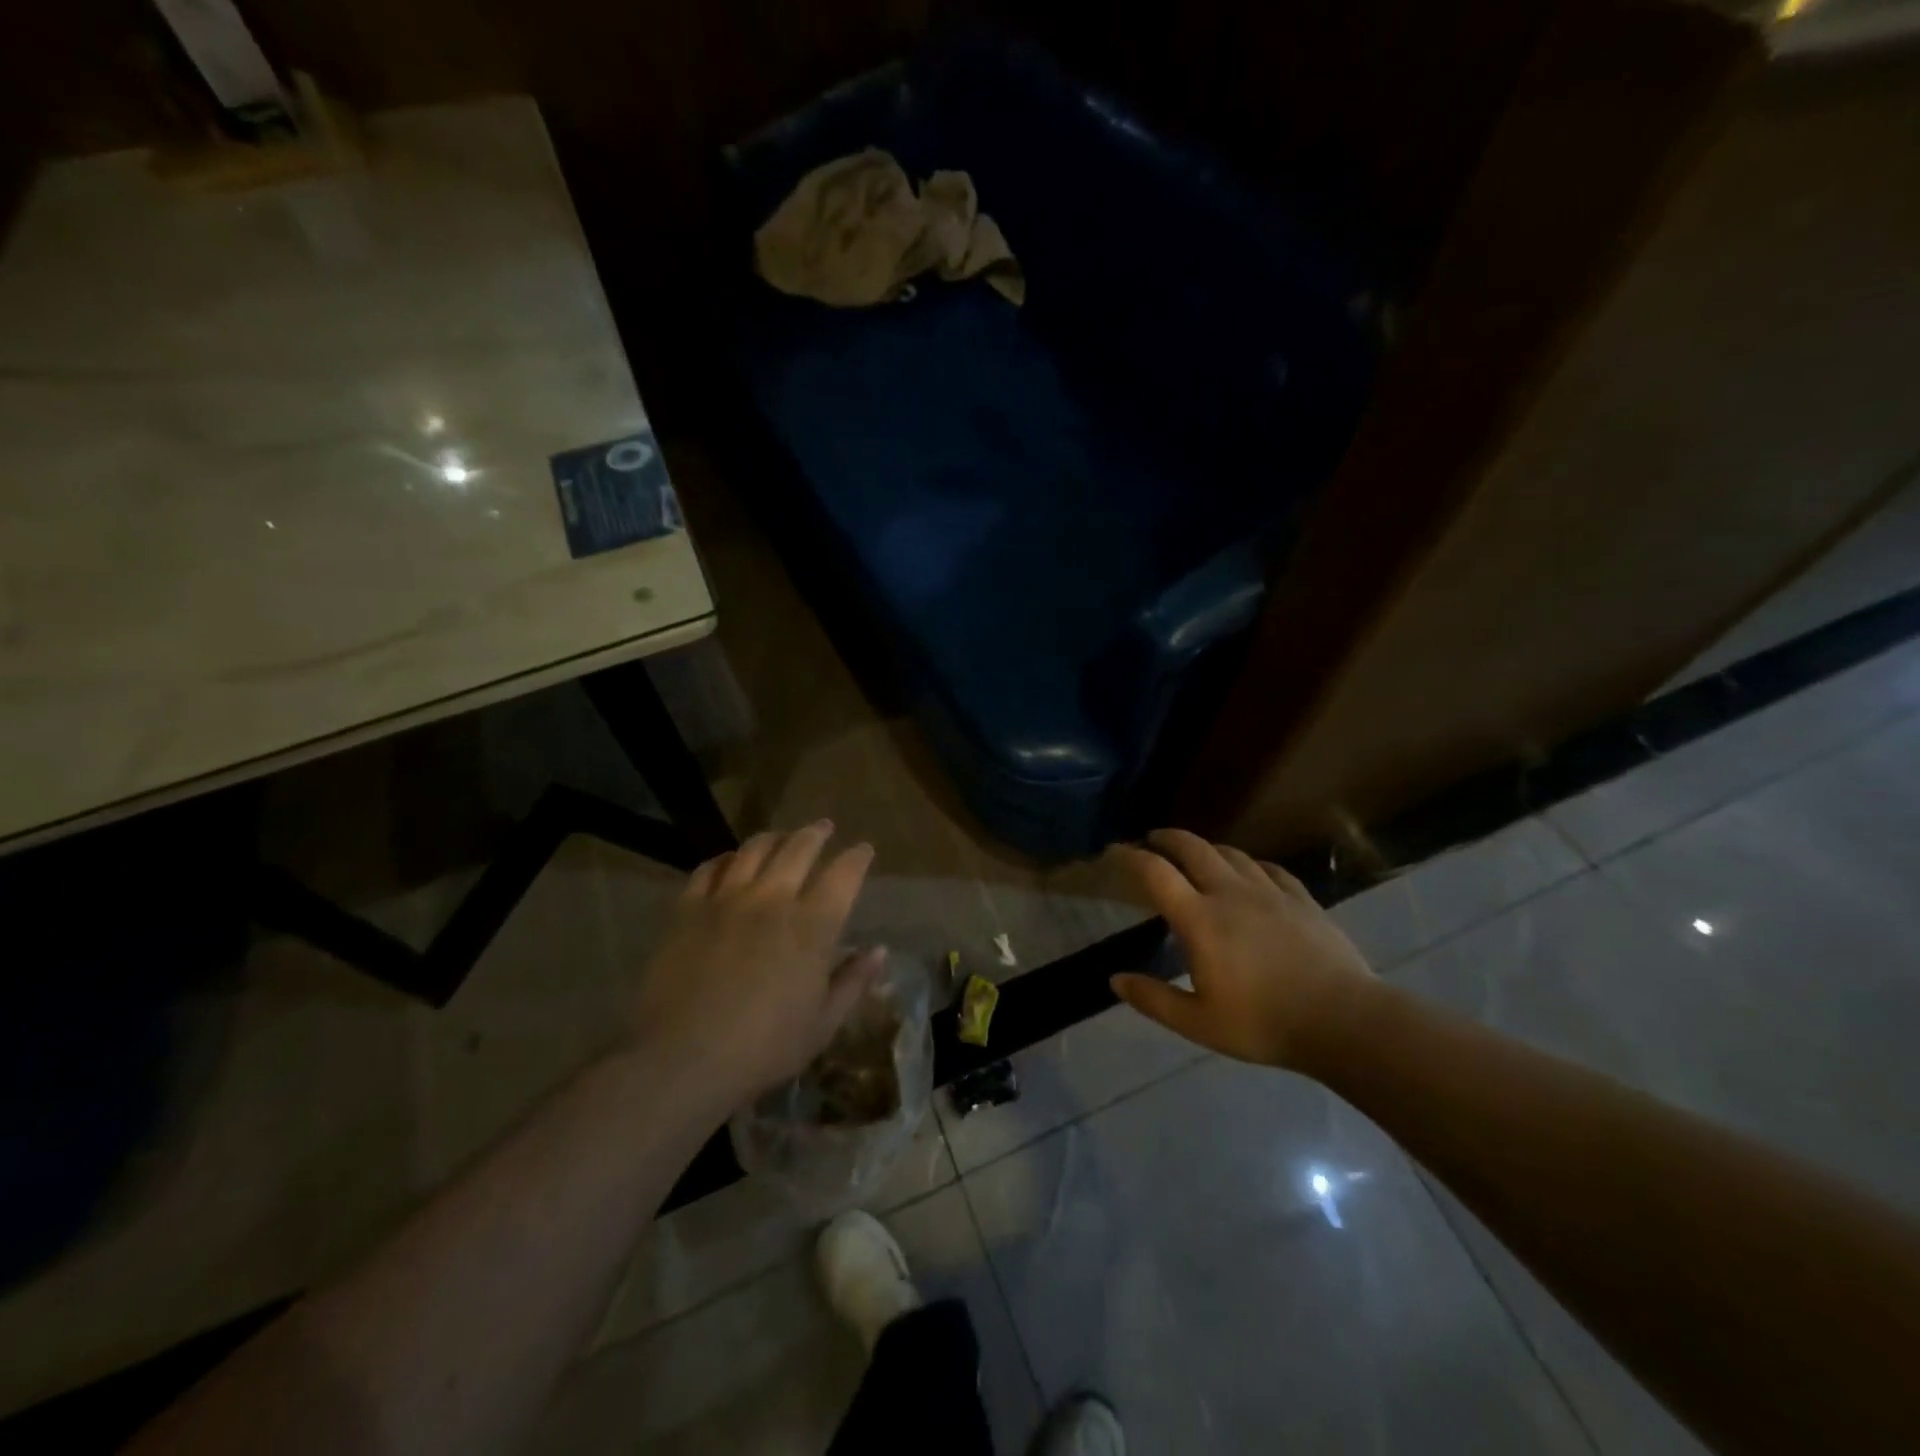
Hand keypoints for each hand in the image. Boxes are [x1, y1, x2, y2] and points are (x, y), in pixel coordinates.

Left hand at [631, 822, 884, 1111]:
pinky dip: (726, 859)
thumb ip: (853, 982)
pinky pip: (710, 868)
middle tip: (822, 828)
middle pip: (798, 848)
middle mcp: (772, 900)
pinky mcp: (688, 909)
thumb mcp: (822, 1024)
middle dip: (816, 833)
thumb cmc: (763, 1048)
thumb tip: (880, 950)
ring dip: (773, 837)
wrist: (682, 1059)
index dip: (856, 858)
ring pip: (754, 849)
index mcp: (812, 927)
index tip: (863, 849)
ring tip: (780, 836)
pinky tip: (730, 861)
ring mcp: (726, 900)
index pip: (843, 875)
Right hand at [1109, 829, 1377, 1071]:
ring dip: (1206, 848)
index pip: (1156, 873)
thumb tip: (1115, 979)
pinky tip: (1249, 872)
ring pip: (1231, 853)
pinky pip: (1268, 868)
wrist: (1344, 1021)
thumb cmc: (1264, 1024)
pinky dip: (1248, 863)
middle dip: (1167, 838)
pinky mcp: (1301, 898)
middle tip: (1152, 839)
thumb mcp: (1199, 1023)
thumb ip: (1153, 999)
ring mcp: (1269, 892)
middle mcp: (1230, 893)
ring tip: (1196, 854)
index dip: (1131, 857)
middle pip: (1192, 848)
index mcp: (1200, 919)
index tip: (1116, 851)